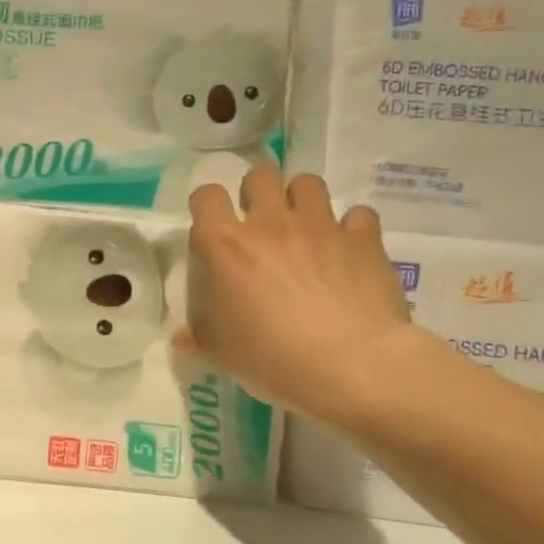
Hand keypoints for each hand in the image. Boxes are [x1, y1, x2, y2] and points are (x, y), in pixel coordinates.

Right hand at [176, 168, 430, 425]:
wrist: (353, 367)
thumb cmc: (274, 360)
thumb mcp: (224, 355)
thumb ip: (200, 337)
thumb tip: (180, 337)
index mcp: (226, 246)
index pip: (206, 196)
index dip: (206, 205)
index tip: (211, 226)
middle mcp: (270, 224)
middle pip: (259, 176)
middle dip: (257, 193)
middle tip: (260, 224)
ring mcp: (320, 226)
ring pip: (307, 184)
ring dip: (302, 200)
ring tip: (304, 227)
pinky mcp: (363, 239)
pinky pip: (357, 215)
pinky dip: (351, 227)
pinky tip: (349, 249)